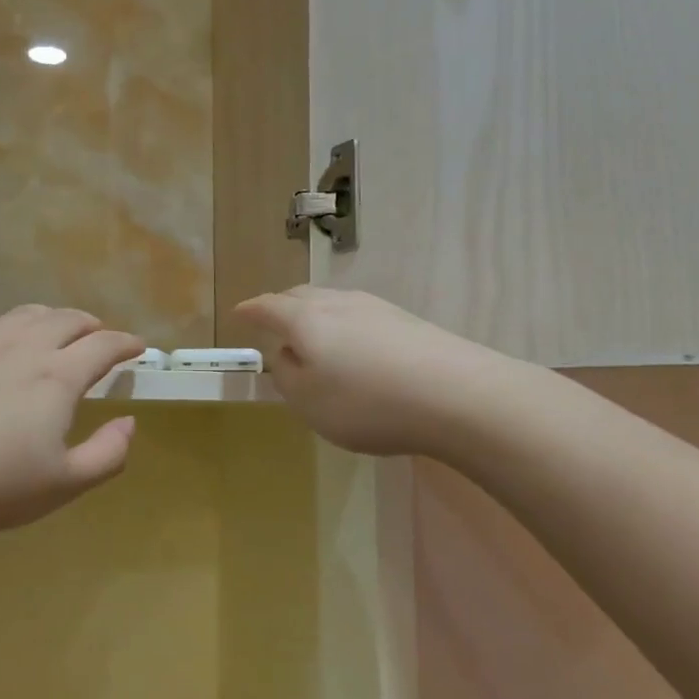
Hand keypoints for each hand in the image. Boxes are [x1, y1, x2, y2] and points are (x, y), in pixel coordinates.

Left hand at [0, 307, 144, 546]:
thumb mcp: (63, 485)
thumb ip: (107, 454)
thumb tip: (129, 422)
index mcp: (57, 377)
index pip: (103, 346)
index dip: (126, 343)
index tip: (137, 347)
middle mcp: (22, 347)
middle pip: (66, 320)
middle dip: (91, 325)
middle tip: (99, 336)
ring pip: (24, 314)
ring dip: (50, 317)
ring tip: (55, 328)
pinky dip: (1, 323)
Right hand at [236, 287, 518, 457]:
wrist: (459, 395)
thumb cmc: (367, 402)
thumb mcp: (309, 402)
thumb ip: (287, 376)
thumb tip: (286, 354)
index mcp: (306, 320)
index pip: (268, 307)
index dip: (250, 310)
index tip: (238, 313)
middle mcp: (338, 304)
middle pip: (301, 296)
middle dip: (281, 306)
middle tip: (272, 323)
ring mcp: (377, 308)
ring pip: (333, 303)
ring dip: (316, 315)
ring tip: (313, 337)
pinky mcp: (407, 322)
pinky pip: (360, 316)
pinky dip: (345, 327)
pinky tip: (355, 350)